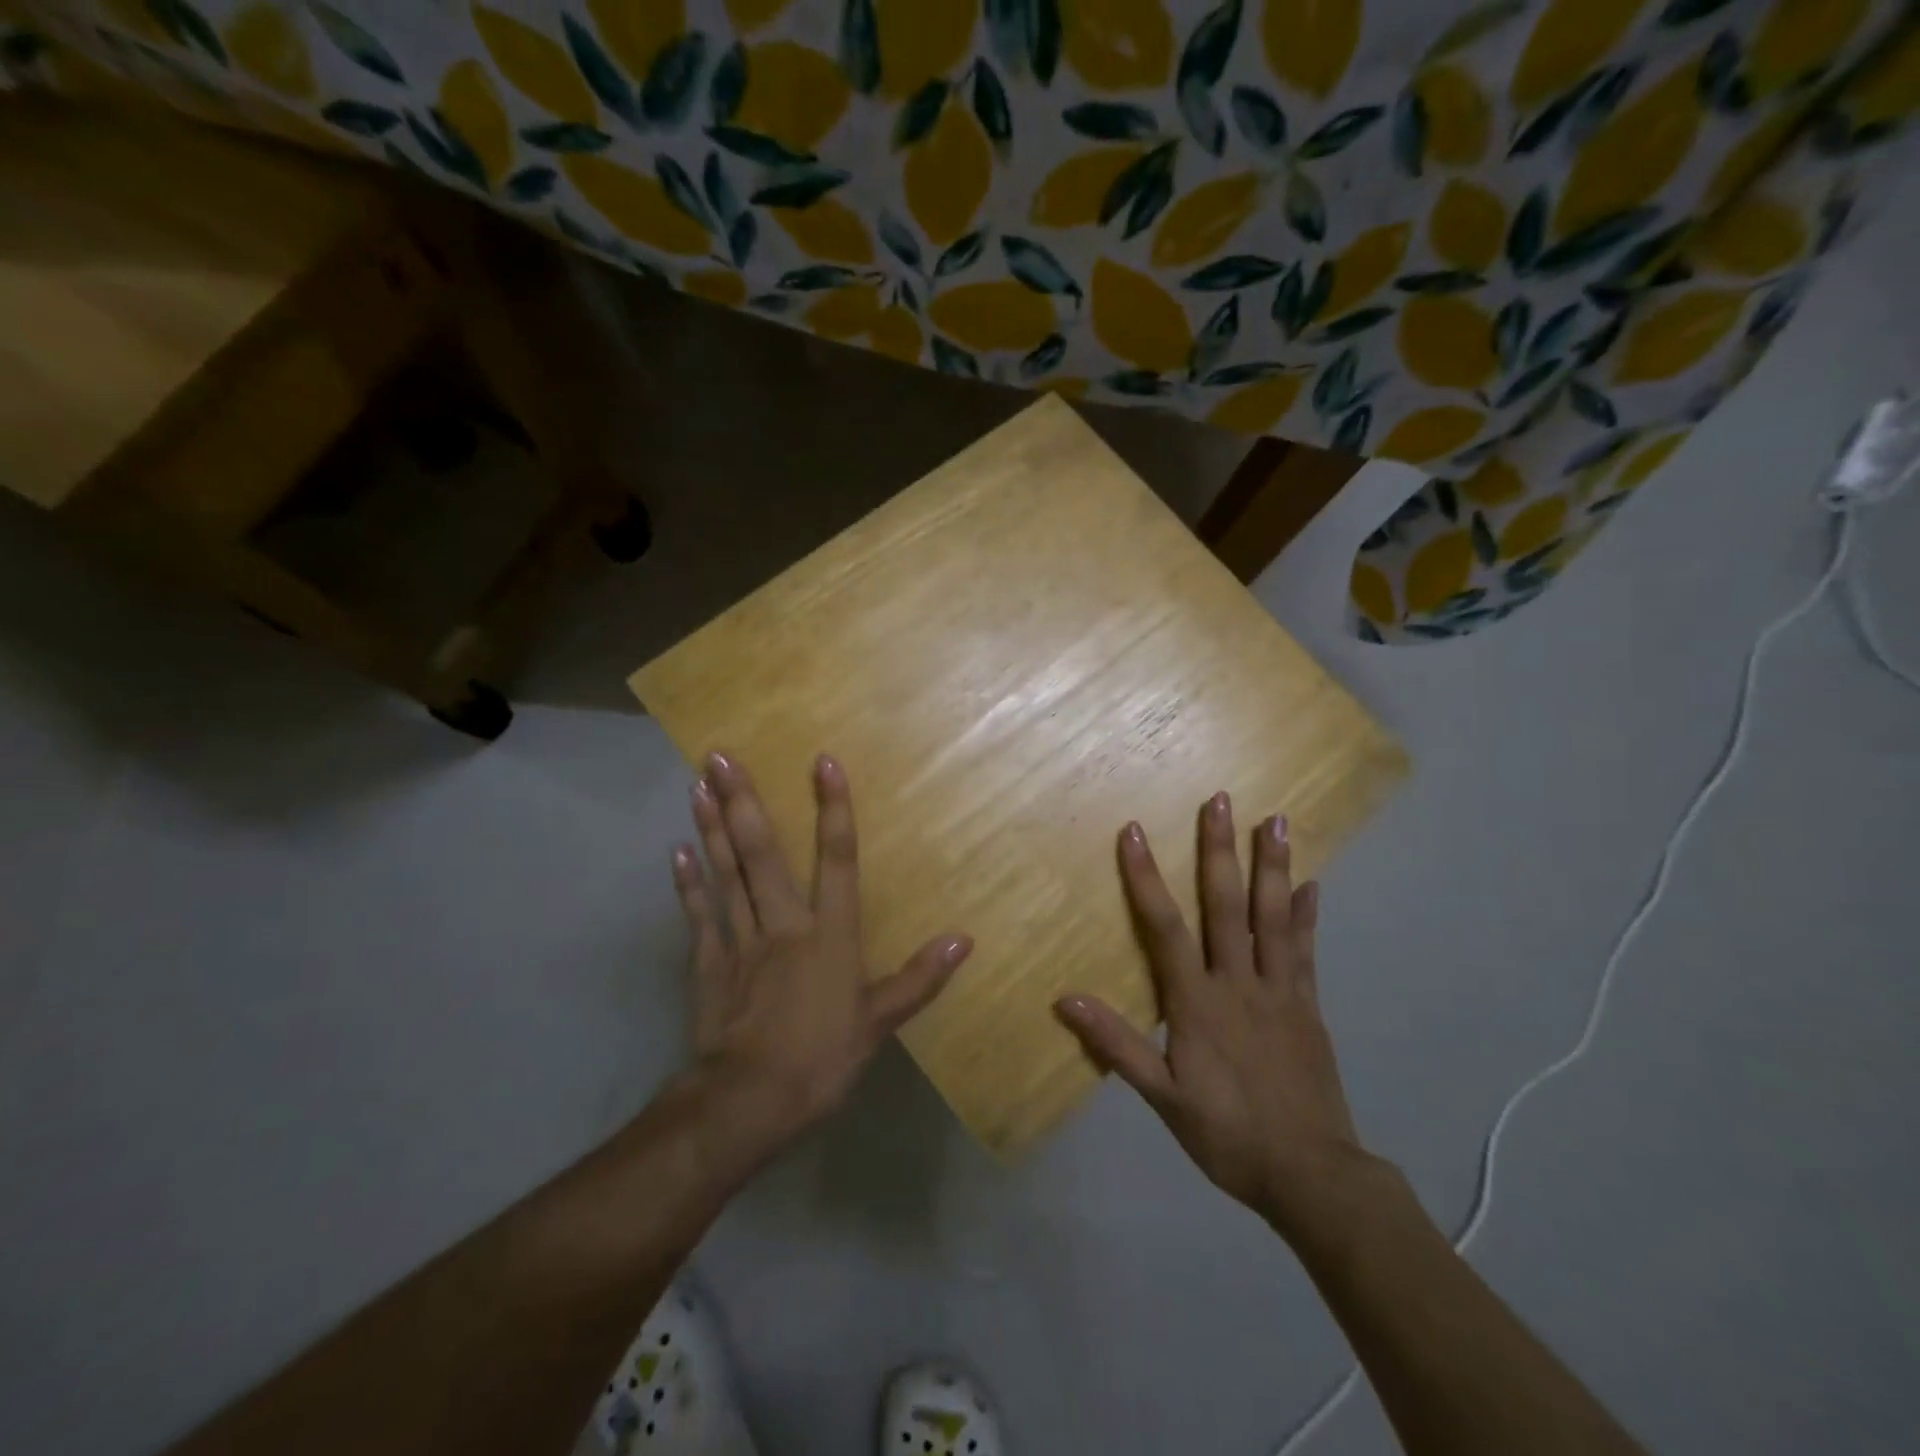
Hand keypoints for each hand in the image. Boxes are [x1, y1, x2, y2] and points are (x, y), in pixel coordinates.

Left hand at [671, 750, 971, 1158]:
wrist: (750, 1103)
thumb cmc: (822, 1059)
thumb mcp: (880, 1023)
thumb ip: (920, 977)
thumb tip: (964, 938)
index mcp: (829, 935)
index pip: (837, 860)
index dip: (833, 810)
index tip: (823, 763)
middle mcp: (783, 924)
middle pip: (763, 854)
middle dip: (744, 802)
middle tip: (719, 755)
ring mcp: (741, 942)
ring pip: (726, 875)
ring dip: (710, 829)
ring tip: (696, 786)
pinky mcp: (709, 966)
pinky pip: (700, 917)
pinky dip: (689, 885)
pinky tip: (677, 852)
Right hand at [1055, 795, 1372, 1236]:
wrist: (1311, 1175)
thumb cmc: (1228, 1135)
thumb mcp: (1162, 1097)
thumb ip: (1116, 1044)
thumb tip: (1064, 999)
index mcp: (1198, 1002)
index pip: (1164, 928)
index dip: (1146, 878)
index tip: (1135, 832)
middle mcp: (1239, 983)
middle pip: (1226, 906)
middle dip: (1219, 850)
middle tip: (1221, 800)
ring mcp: (1280, 991)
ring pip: (1274, 917)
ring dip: (1272, 866)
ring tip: (1276, 821)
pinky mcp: (1309, 1006)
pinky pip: (1306, 952)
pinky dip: (1307, 915)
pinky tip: (1312, 884)